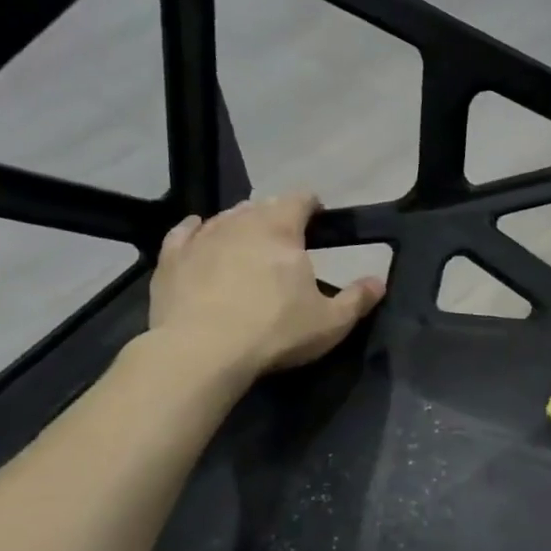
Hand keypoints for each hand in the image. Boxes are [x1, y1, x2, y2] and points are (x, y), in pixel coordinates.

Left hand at [146, 194, 383, 381]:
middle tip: (287, 237)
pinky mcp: (171, 259)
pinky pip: (184, 233)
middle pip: (262, 206)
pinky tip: (198, 233)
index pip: (300, 199)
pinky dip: (195, 230)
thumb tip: (379, 282)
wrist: (201, 351)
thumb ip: (358, 299)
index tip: (318, 215)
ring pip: (225, 217)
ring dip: (240, 223)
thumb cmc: (275, 331)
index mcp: (282, 230)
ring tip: (248, 240)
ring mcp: (201, 238)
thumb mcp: (331, 322)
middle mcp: (241, 223)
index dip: (312, 204)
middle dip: (276, 215)